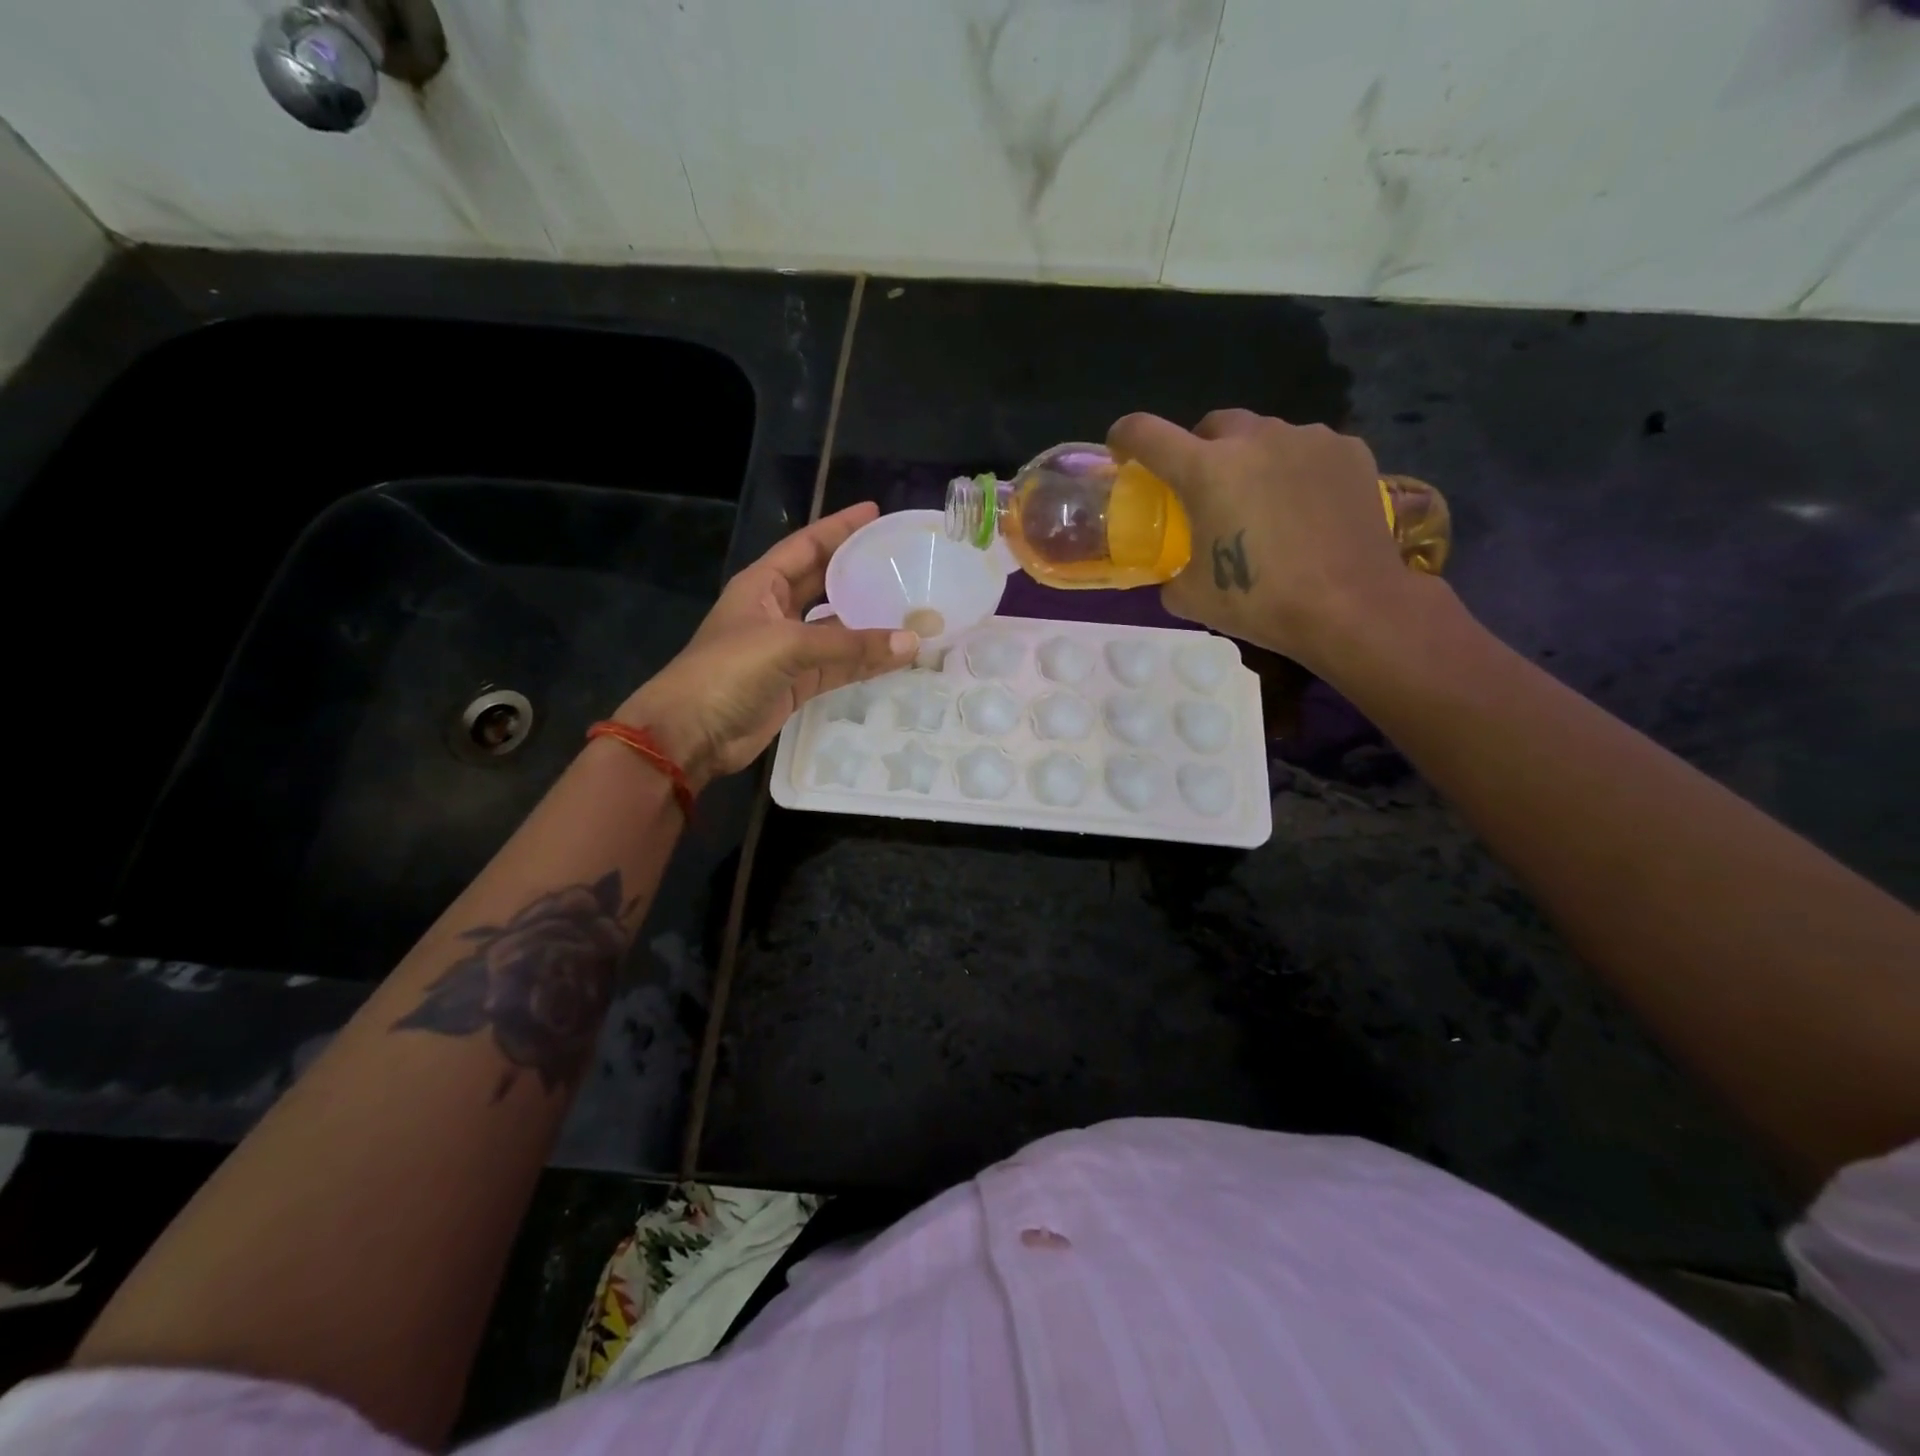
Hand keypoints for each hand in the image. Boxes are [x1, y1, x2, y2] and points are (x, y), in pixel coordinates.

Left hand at [611, 503, 916, 788]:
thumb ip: (850, 645)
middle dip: (859, 572)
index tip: (876, 514)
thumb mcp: (787, 646)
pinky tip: (897, 656)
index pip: (807, 546)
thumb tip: (912, 643)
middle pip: (825, 583)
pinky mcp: (797, 684)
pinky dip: (865, 662)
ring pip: (837, 629)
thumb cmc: (727, 672)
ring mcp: (788, 650)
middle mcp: (776, 611)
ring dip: (869, 622)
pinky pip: (839, 666)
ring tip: (912, 608)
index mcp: (763, 585)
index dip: (840, 528)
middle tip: (903, 561)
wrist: (692, 733)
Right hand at [1108, 409, 1419, 671]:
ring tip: (1262, 501)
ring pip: (1264, 435)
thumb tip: (1173, 573)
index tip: (1122, 450)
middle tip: (1204, 488)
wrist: (1351, 606)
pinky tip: (1304, 507)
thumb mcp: (1193, 598)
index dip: (1125, 437)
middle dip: (1199, 449)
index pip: (1146, 433)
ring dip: (1251, 459)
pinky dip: (1295, 469)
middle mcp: (1254, 439)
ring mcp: (1307, 439)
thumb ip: (1171, 575)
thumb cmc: (1261, 601)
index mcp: (1205, 470)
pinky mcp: (1348, 451)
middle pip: (1212, 424)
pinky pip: (1307, 449)